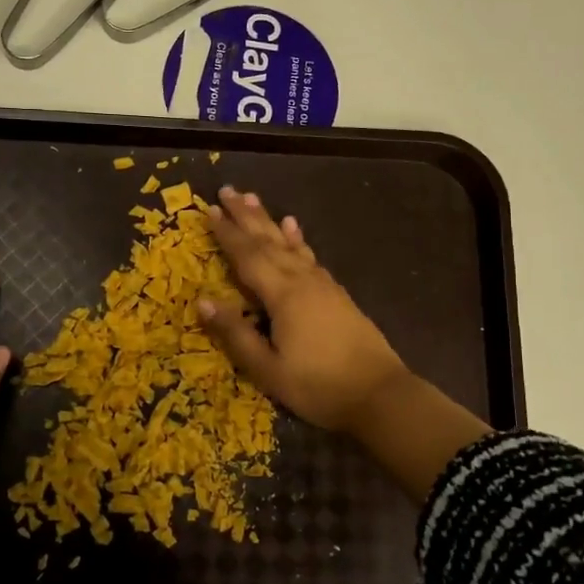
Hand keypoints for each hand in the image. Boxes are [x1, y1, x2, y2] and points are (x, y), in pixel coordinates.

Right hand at [198, 186, 408, 433]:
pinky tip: (293, 228)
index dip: (227, 233)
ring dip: (268, 220)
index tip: (208, 209)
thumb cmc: (318, 386)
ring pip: (289, 243)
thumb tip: (203, 302)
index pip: (247, 257)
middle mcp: (302, 280)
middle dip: (245, 215)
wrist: (380, 394)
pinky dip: (297, 239)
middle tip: (227, 190)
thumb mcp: (268, 369)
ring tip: (253, 198)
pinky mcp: (336, 293)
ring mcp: (322, 284)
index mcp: (282, 295)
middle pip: (268, 241)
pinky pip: (309, 255)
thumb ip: (236, 334)